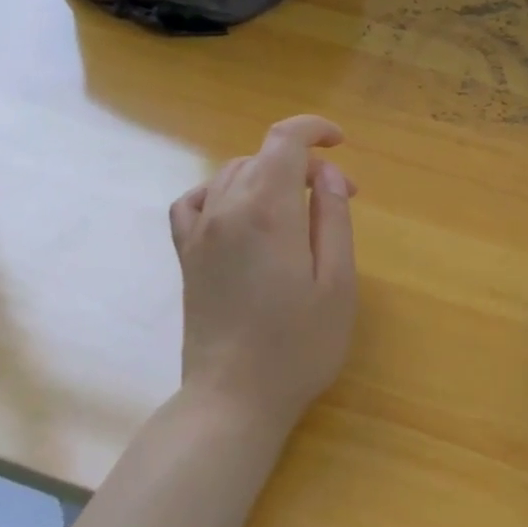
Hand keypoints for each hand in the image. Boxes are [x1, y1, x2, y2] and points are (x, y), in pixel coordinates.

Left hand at [169, 115, 357, 433]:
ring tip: (299, 209)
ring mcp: (199, 232)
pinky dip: (221, 191)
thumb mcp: (338, 283)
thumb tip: (328, 175)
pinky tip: (238, 211)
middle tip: (340, 199)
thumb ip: (333, 219)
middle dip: (305, 164)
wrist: (234, 397)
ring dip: (270, 176)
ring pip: (232, 173)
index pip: (285, 140)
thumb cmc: (299, 345)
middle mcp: (226, 209)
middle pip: (263, 156)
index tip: (341, 143)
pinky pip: (195, 201)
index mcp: (267, 211)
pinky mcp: (186, 256)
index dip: (315, 129)